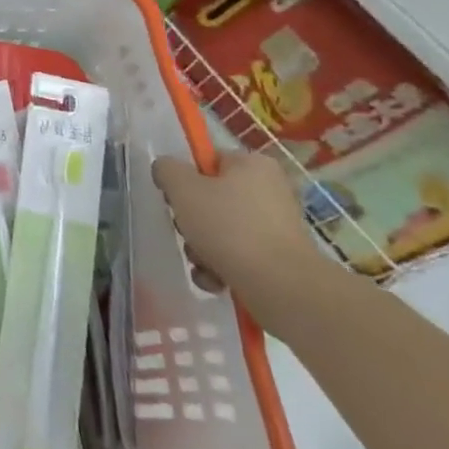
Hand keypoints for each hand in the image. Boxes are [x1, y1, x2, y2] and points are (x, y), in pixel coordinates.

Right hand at [151, 149, 334, 324]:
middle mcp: (270, 190)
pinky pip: (238, 255)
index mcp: (252, 164)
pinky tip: (215, 280)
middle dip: (191, 220)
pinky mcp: (279, 259)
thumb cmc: (229, 227)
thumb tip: (167, 170)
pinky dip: (221, 267)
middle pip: (212, 198)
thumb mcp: (183, 189)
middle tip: (187, 231)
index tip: (175, 199)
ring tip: (202, 262)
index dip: (185, 178)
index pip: (207, 161)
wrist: (282, 287)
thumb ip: (167, 170)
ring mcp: (277, 227)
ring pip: (221, 230)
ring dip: (201, 247)